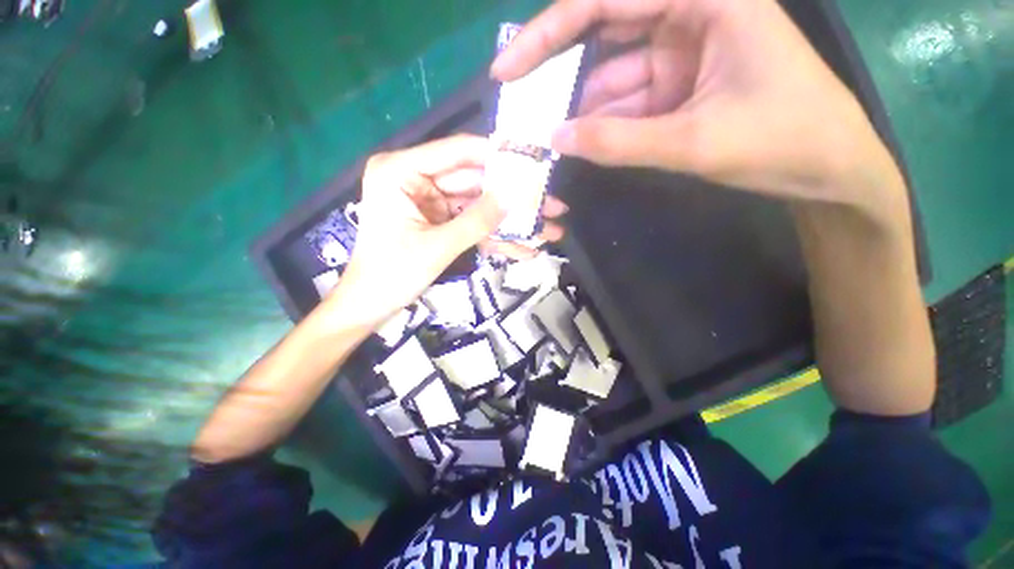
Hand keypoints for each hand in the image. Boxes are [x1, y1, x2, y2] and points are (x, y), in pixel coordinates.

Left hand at [333, 134, 565, 326]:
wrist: (371, 306)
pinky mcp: (440, 222)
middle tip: (551, 203)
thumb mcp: (438, 247)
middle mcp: (416, 180)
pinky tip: (524, 248)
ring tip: (549, 230)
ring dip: (511, 222)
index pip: (456, 152)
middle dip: (513, 198)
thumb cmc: (392, 275)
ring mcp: (431, 203)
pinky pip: (472, 224)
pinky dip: (496, 238)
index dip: (496, 155)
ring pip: (478, 206)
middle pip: (475, 183)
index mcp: (401, 172)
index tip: (532, 160)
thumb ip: (477, 221)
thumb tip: (513, 197)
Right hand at [491, 0, 906, 212]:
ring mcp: (683, 50)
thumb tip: (556, 140)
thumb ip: (619, 141)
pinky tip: (576, 138)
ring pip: (612, 71)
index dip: (549, 32)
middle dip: (556, 66)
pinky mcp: (680, 83)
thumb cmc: (783, 142)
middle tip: (515, 96)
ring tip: (540, 130)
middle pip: (604, 29)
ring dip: (577, 103)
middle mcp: (690, 12)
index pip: (607, 2)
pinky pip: (628, 98)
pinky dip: (601, 119)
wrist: (828, 168)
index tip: (507, 67)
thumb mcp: (694, 142)